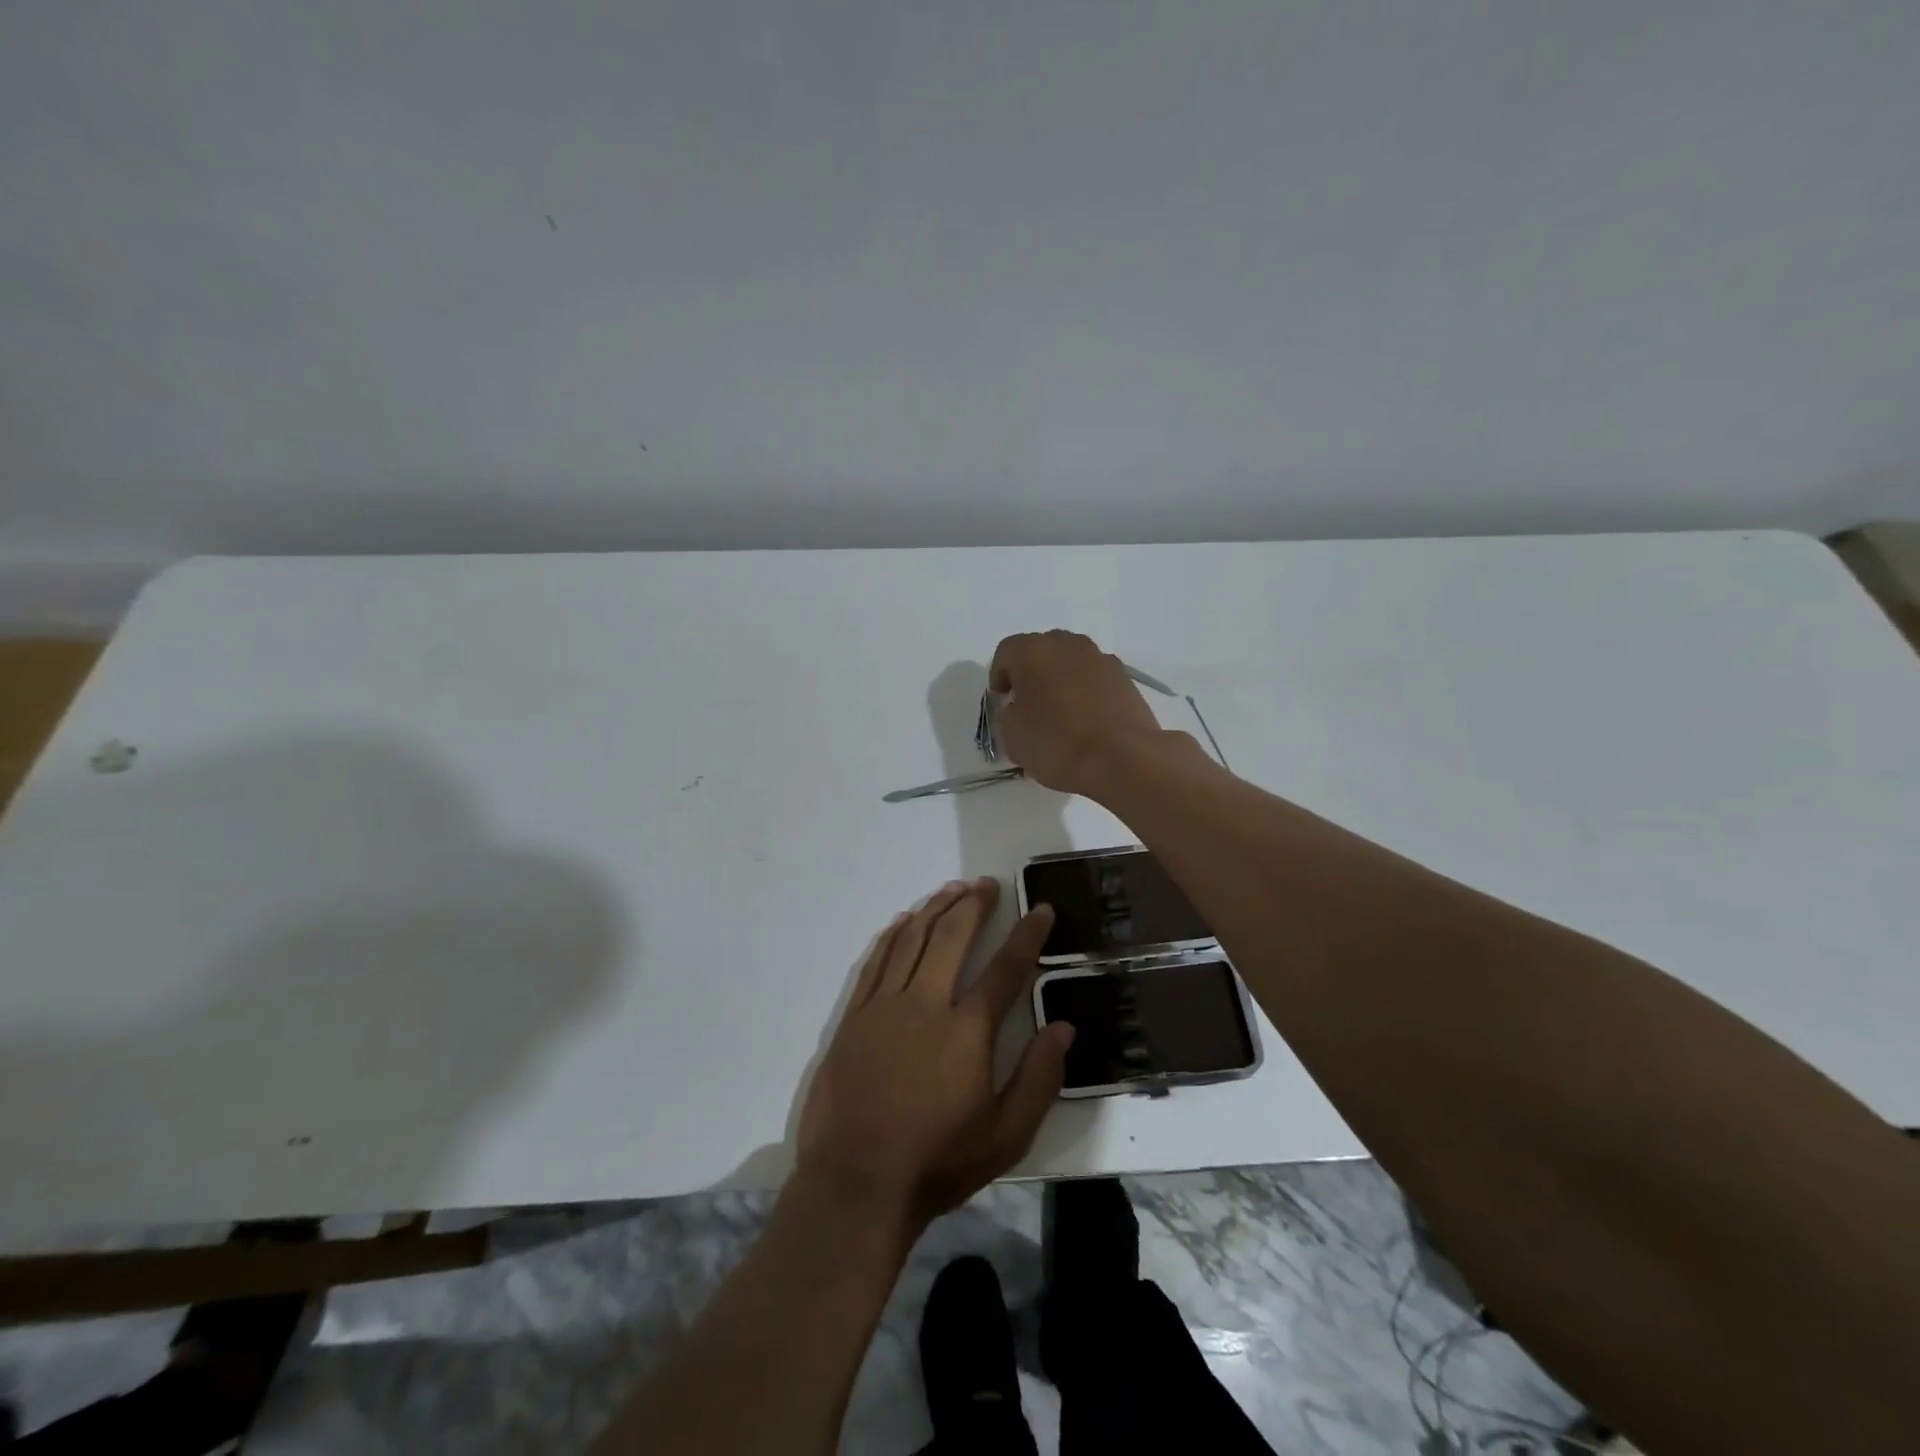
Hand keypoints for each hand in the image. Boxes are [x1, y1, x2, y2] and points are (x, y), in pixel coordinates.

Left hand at [796, 879, 1072, 1228]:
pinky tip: (904, 921)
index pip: (1006, 968)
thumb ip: (1039, 1078)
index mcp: (967, 1030)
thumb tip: (1064, 1026)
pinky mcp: (855, 1016)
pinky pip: (877, 960)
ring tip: (953, 889)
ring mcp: (885, 1005)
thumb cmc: (937, 1162)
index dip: (1027, 935)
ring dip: (935, 908)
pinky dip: (894, 934)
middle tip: (988, 884)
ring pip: (912, 939)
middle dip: (974, 904)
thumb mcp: (1006, 1136)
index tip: (1040, 909)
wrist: (856, 1183)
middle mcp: (926, 1003)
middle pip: (952, 936)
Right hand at [989, 630, 1172, 796]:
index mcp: (1033, 651)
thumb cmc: (1057, 743)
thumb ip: (1007, 713)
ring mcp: (1100, 658)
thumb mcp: (1011, 735)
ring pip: (1070, 662)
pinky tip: (1086, 721)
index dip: (999, 677)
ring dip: (1061, 680)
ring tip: (1060, 714)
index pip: (1005, 652)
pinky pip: (1094, 678)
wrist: (1122, 758)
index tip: (1002, 702)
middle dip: (1031, 674)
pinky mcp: (1125, 677)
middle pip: (1041, 651)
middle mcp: (1067, 644)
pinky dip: (1086, 692)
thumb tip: (1019, 707)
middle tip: (1029, 705)